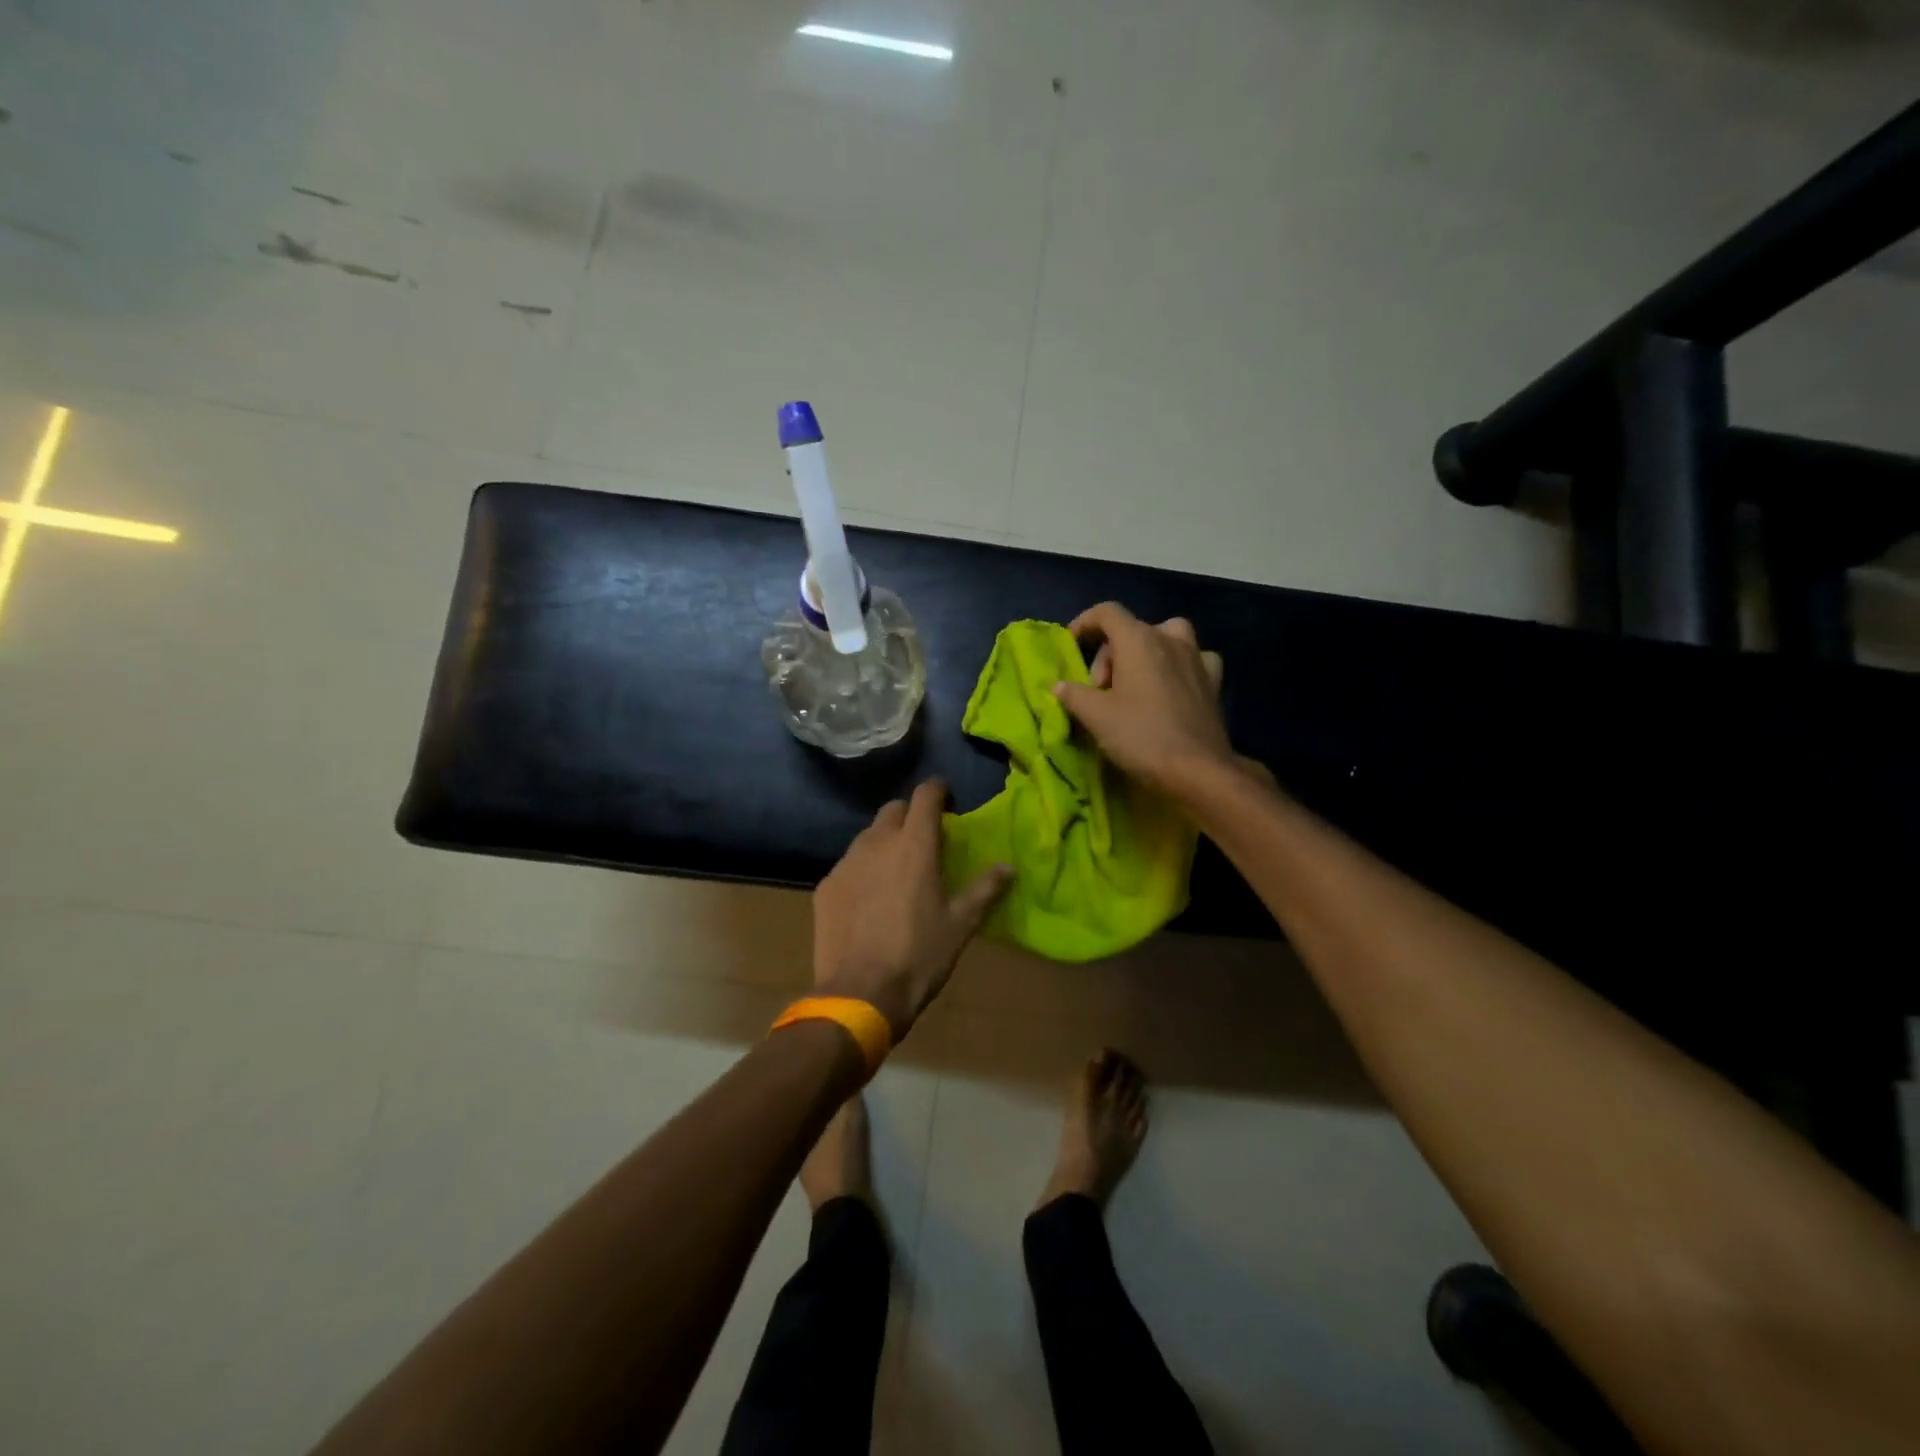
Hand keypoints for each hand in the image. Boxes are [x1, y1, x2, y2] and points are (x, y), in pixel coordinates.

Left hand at [813, 780, 1013, 1039]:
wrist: (860, 993)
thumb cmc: (919, 956)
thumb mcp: (960, 924)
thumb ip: (985, 889)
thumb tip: (1009, 867)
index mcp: (915, 845)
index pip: (925, 796)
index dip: (937, 790)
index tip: (946, 796)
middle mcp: (877, 843)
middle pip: (893, 810)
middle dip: (910, 815)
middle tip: (924, 838)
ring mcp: (847, 863)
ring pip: (867, 836)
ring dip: (884, 842)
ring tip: (896, 869)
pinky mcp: (827, 886)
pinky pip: (849, 865)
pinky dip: (863, 870)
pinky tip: (869, 899)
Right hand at [1052, 602, 1236, 798]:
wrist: (1196, 770)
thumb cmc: (1140, 736)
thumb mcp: (1095, 716)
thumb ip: (1074, 695)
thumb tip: (1059, 686)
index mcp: (1138, 640)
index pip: (1107, 612)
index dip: (1085, 623)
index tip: (1072, 644)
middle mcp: (1169, 639)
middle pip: (1131, 630)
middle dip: (1110, 655)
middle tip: (1099, 690)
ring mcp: (1196, 658)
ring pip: (1167, 638)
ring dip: (1146, 652)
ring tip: (1135, 682)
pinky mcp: (1214, 681)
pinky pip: (1193, 660)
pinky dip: (1178, 666)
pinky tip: (1172, 686)